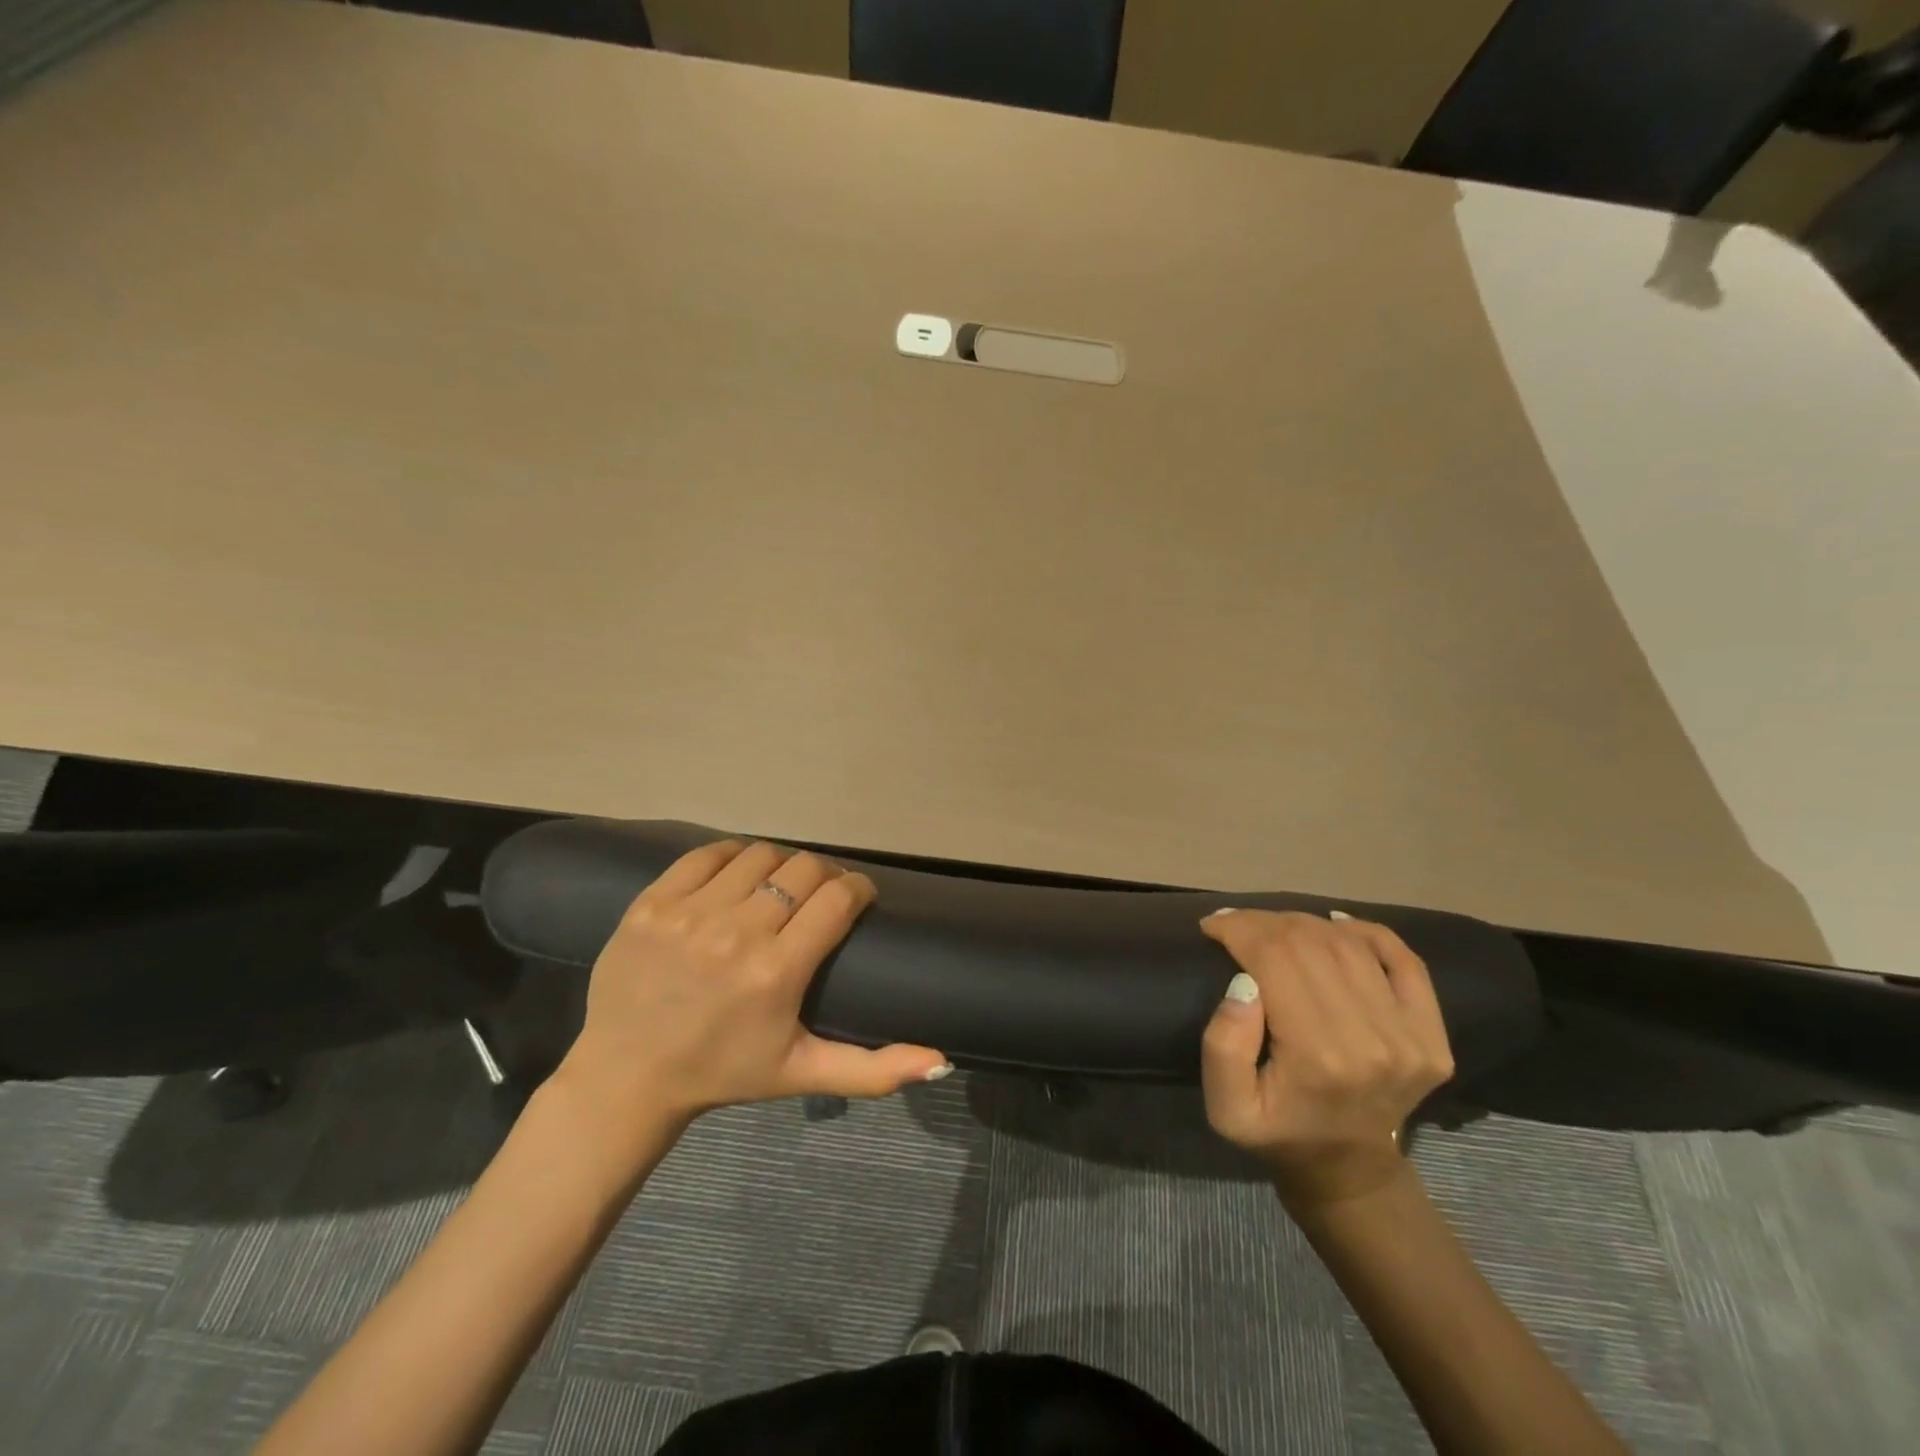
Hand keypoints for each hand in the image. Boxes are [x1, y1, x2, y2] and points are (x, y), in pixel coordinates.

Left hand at [555, 839, 950, 1134]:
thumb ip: (875, 1069)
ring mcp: (689, 914)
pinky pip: (707, 854)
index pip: (838, 898)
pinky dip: (732, 857)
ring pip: (759, 855)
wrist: (626, 1077)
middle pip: (803, 869)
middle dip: (824, 876)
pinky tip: (737, 877)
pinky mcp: (651, 902)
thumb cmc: (723, 1071)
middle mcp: (736, 933)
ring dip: (780, 865)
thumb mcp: (802, 1073)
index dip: (858, 889)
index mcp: (777, 972)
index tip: (858, 897)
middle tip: (820, 895)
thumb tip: (942, 1061)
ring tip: (779, 886)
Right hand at [1198, 909, 1454, 1209]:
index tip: (1211, 925)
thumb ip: (1223, 1048)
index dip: (1238, 928)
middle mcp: (1371, 1041)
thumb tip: (1243, 983)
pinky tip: (1335, 925)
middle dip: (1264, 922)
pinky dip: (1369, 932)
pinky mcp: (1433, 1035)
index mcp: (1317, 1057)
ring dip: (1304, 923)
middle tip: (1236, 924)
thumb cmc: (1276, 1133)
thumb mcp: (1226, 1108)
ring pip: (1350, 945)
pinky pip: (1406, 961)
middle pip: (1312, 944)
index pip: (1275, 959)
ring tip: (1273, 928)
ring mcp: (1410, 1037)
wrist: (1348, 1170)